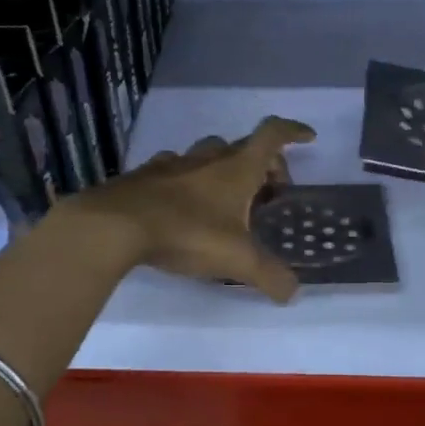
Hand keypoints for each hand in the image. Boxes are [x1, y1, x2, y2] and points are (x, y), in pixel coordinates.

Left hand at [61, 116, 316, 302]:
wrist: (115, 225)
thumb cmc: (186, 233)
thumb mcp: (236, 259)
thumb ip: (269, 275)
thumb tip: (292, 293)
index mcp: (237, 169)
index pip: (272, 135)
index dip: (293, 132)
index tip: (308, 138)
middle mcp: (207, 158)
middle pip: (242, 147)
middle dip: (262, 164)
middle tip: (268, 194)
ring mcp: (173, 164)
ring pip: (206, 155)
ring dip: (222, 170)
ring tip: (225, 201)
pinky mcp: (144, 177)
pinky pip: (174, 169)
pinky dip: (186, 180)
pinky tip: (182, 204)